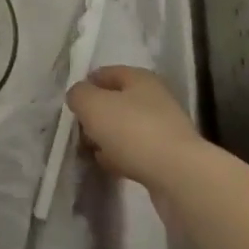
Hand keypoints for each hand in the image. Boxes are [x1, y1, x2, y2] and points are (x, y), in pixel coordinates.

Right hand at [65, 66, 204, 194]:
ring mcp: (164, 129)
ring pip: (126, 128)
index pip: (108, 73)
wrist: (177, 175)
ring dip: (107, 137)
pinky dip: (120, 156)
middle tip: (78, 128)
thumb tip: (79, 96)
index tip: (71, 102)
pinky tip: (108, 165)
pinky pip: (136, 151)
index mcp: (140, 78)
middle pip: (118, 101)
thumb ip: (79, 95)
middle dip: (96, 113)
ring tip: (89, 149)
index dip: (87, 83)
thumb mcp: (93, 105)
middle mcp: (155, 99)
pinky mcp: (167, 157)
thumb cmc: (132, 130)